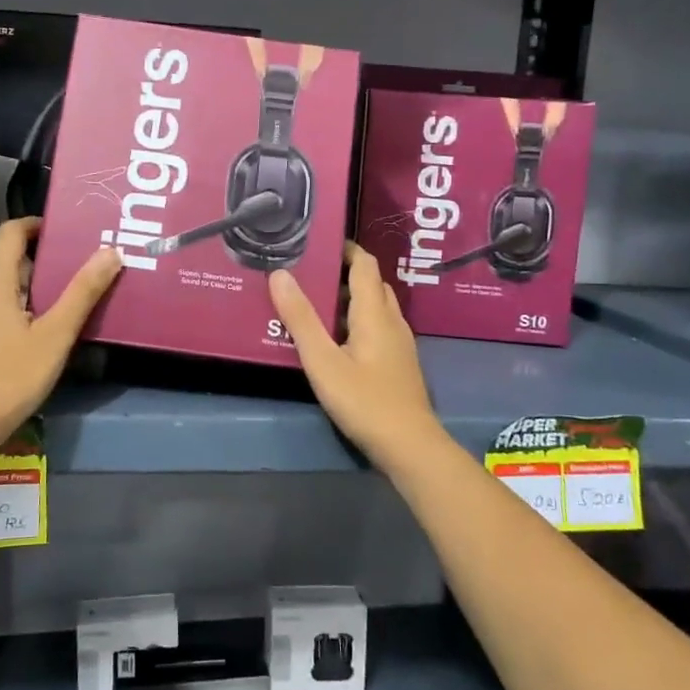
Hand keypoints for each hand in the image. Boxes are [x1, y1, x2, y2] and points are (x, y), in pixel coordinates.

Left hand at [0, 218, 119, 446]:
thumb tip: (111, 252)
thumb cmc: (13, 374)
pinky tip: (16, 326)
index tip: (59, 233)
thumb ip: (82, 292)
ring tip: (39, 300)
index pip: (9, 233)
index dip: (33, 226)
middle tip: (54, 273)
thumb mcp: (56, 334)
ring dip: (8, 279)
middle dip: (23, 257)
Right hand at [267, 243, 441, 469]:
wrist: (409, 446)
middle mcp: (392, 321)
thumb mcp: (322, 360)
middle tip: (309, 274)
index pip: (365, 264)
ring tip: (314, 304)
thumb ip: (301, 318)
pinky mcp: (399, 364)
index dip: (345, 249)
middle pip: (371, 284)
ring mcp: (399, 344)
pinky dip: (357, 321)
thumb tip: (280, 274)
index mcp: (374, 313)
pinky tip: (335, 340)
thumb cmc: (364, 400)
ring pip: (376, 308)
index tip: (318, 243)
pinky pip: (378, 328)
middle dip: (343, 273)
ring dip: (349, 300)